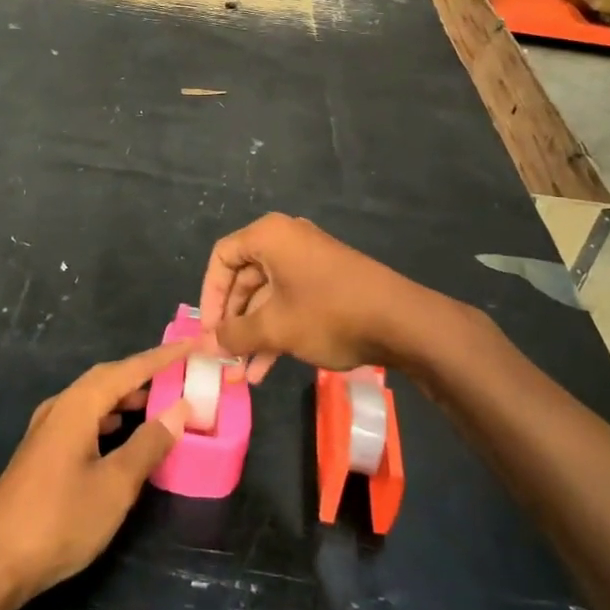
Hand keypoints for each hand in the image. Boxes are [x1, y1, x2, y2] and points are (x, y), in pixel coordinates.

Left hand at [0, 343, 191, 606]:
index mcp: (77, 405)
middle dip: (144, 373)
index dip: (163, 357)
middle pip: (108, 378)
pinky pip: (83, 418)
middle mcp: (60, 407)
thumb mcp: (115, 485)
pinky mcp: (42, 452)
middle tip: (179, 374)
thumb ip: (149, 444)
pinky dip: (109, 418)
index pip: (128, 369)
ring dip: (126, 397)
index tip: (193, 345)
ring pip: (94, 399)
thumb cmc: (59, 520)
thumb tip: (180, 408)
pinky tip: (121, 434)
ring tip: (158, 402)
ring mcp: (46, 430)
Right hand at [199, 213, 417, 382]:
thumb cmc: (329, 314)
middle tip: (224, 356)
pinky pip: (289, 300)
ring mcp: (309, 260)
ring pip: (267, 295)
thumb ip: (235, 334)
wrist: (401, 321)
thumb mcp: (275, 327)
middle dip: (233, 321)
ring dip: (253, 333)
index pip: (222, 257)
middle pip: (244, 278)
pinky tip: (267, 367)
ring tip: (243, 373)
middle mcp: (287, 240)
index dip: (210, 296)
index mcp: (270, 236)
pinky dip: (276, 329)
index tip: (209, 331)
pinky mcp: (327, 281)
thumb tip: (207, 345)